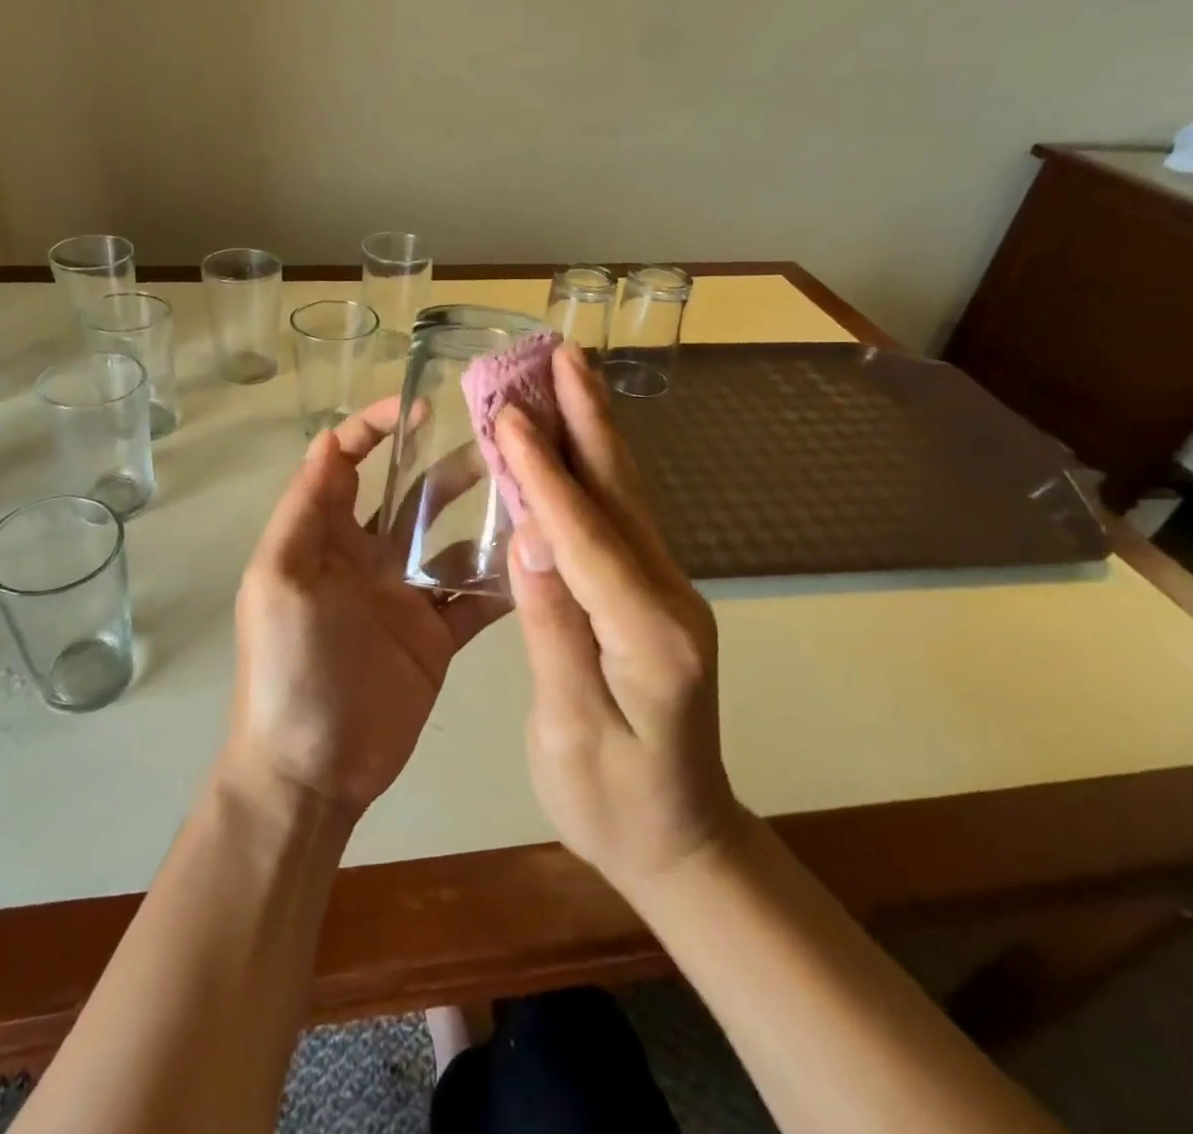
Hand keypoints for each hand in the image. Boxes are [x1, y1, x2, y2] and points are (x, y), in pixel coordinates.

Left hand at [228, 398, 507, 817]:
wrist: (313, 768)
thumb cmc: (288, 665)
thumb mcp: (278, 579)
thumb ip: (305, 510)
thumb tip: (326, 439)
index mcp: (326, 537)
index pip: (346, 464)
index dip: (374, 428)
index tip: (420, 407)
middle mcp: (369, 557)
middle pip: (412, 496)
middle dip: (448, 465)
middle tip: (499, 441)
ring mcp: (407, 596)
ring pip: (452, 541)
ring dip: (485, 515)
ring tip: (530, 490)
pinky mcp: (439, 634)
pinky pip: (475, 596)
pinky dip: (503, 578)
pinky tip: (538, 555)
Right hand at [496, 345, 741, 895]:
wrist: (683, 840)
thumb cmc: (614, 803)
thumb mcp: (571, 730)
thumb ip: (554, 628)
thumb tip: (530, 537)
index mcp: (647, 634)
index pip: (585, 536)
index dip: (543, 474)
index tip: (509, 415)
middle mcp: (669, 596)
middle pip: (620, 493)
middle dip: (587, 418)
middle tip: (562, 353)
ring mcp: (667, 590)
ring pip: (623, 496)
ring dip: (592, 430)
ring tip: (567, 374)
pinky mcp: (653, 593)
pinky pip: (618, 519)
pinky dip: (590, 471)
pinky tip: (571, 442)